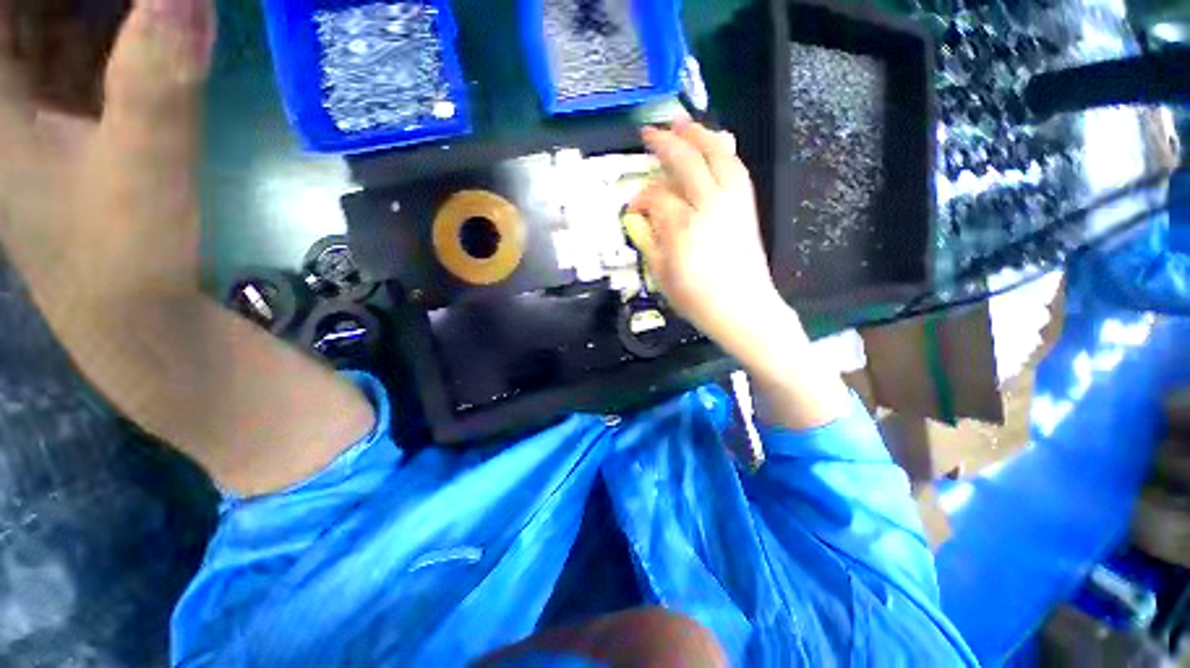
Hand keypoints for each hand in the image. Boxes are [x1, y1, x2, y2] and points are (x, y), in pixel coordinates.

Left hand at [0, 0, 373, 496]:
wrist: (135, 316)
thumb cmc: (121, 255)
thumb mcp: (140, 168)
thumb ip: (157, 80)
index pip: (5, 13)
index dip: (59, 3)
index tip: (105, 2)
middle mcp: (4, 89)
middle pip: (28, 13)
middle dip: (82, 0)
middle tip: (150, 4)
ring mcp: (36, 102)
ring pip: (54, 22)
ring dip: (104, 9)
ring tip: (152, 10)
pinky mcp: (71, 118)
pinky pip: (78, 44)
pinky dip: (113, 24)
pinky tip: (148, 20)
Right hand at [628, 121, 785, 344]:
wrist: (743, 308)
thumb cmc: (698, 300)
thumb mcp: (662, 276)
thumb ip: (648, 241)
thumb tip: (638, 217)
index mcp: (683, 228)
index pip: (656, 198)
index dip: (640, 198)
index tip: (633, 207)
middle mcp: (709, 206)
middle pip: (686, 162)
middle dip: (665, 144)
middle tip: (649, 133)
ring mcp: (733, 203)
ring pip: (717, 155)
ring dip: (698, 135)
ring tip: (682, 124)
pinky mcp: (747, 206)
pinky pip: (735, 168)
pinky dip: (722, 151)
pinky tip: (713, 146)